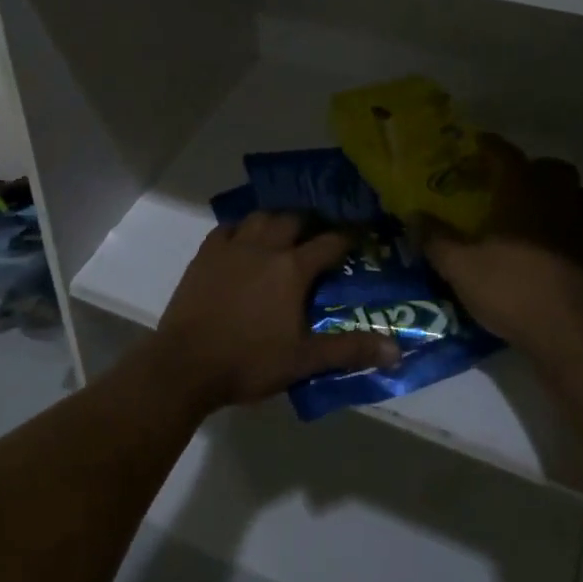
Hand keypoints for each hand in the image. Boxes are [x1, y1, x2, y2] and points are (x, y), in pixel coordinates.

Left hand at [148, 211, 401, 415]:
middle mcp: (264, 247)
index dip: (347, 238)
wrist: (186, 364)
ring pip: (260, 217)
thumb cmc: (249, 362)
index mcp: (292, 269)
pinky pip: (228, 228)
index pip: (329, 243)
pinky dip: (241, 228)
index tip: (358, 237)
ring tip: (284, 231)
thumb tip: (396, 351)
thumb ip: (349, 350)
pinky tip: (244, 238)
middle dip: (310, 223)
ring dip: (276, 219)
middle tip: (319, 234)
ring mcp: (232, 247)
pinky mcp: (205, 254)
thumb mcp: (304, 360)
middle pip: (293, 220)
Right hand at [419, 136, 582, 359]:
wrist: (569, 337)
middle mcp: (557, 203)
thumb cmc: (510, 290)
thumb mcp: (459, 267)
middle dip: (536, 169)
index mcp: (522, 194)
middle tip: (513, 182)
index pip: (507, 155)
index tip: (478, 143)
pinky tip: (557, 251)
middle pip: (556, 169)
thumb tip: (414, 215)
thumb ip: (436, 238)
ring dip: (566, 195)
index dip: (491, 146)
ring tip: (543, 210)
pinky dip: (575, 233)